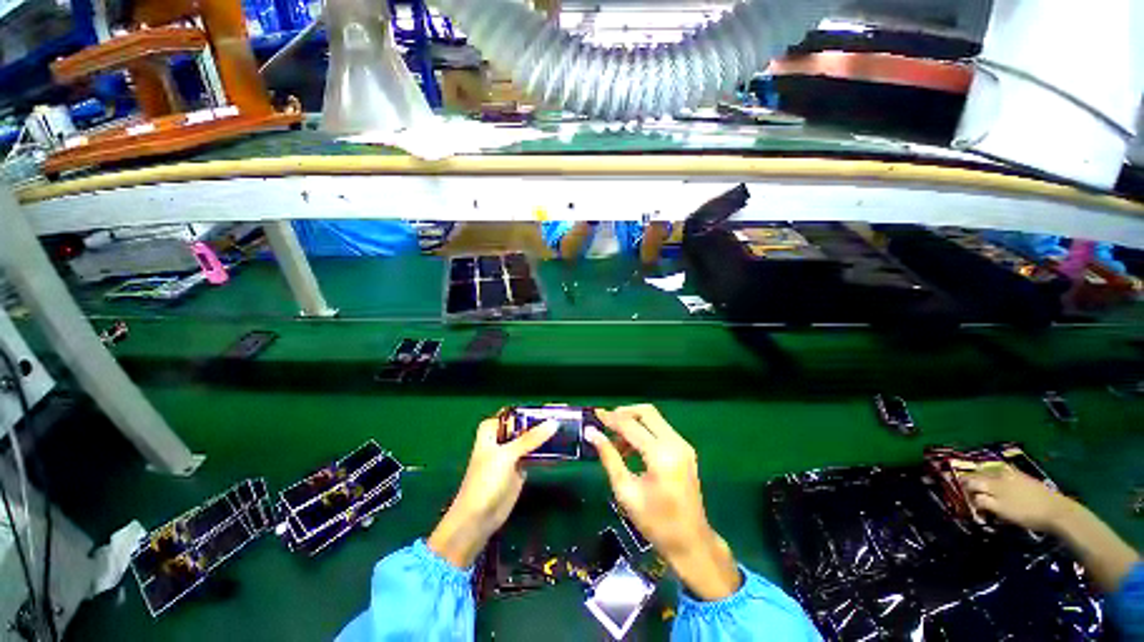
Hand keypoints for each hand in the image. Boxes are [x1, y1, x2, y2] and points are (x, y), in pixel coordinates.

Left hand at [428, 416, 557, 567]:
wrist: (478, 519)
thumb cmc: (485, 481)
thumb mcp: (507, 455)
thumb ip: (530, 438)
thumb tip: (554, 422)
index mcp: (492, 429)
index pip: (513, 413)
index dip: (530, 411)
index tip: (551, 408)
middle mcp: (502, 438)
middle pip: (523, 425)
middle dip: (540, 422)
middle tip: (564, 417)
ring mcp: (511, 454)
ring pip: (530, 439)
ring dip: (544, 436)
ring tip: (567, 429)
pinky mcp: (520, 468)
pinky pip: (535, 454)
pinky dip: (545, 451)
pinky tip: (561, 446)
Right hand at [586, 404, 739, 600]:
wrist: (691, 543)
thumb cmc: (655, 522)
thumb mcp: (626, 491)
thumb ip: (609, 457)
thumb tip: (591, 433)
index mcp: (661, 455)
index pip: (631, 425)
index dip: (611, 418)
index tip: (594, 415)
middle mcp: (675, 443)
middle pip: (646, 412)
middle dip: (624, 413)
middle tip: (606, 424)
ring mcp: (683, 445)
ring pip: (654, 418)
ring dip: (633, 422)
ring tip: (615, 441)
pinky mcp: (685, 450)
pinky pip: (660, 429)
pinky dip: (644, 431)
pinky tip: (630, 447)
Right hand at [963, 465, 1074, 532]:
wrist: (1056, 510)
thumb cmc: (1027, 514)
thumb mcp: (1003, 511)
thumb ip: (984, 503)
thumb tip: (971, 498)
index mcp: (992, 483)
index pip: (970, 482)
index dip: (963, 488)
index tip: (959, 494)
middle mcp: (998, 474)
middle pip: (979, 475)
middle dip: (970, 480)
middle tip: (965, 488)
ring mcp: (1011, 474)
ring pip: (989, 472)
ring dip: (982, 477)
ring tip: (979, 483)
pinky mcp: (1021, 476)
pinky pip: (1002, 472)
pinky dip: (994, 474)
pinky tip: (996, 479)